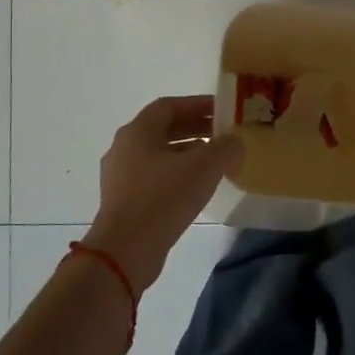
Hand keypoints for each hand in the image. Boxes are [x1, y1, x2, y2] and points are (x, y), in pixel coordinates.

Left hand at [84, 96, 243, 290]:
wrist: (125, 251)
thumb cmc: (163, 198)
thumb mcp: (205, 167)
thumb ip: (226, 148)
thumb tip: (234, 143)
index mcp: (137, 131)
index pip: (169, 106)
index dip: (197, 104)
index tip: (222, 111)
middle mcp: (124, 148)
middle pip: (163, 129)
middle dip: (195, 128)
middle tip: (223, 135)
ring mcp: (120, 177)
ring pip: (158, 155)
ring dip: (187, 153)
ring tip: (214, 162)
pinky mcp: (123, 201)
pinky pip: (153, 177)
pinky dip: (176, 174)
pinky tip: (195, 189)